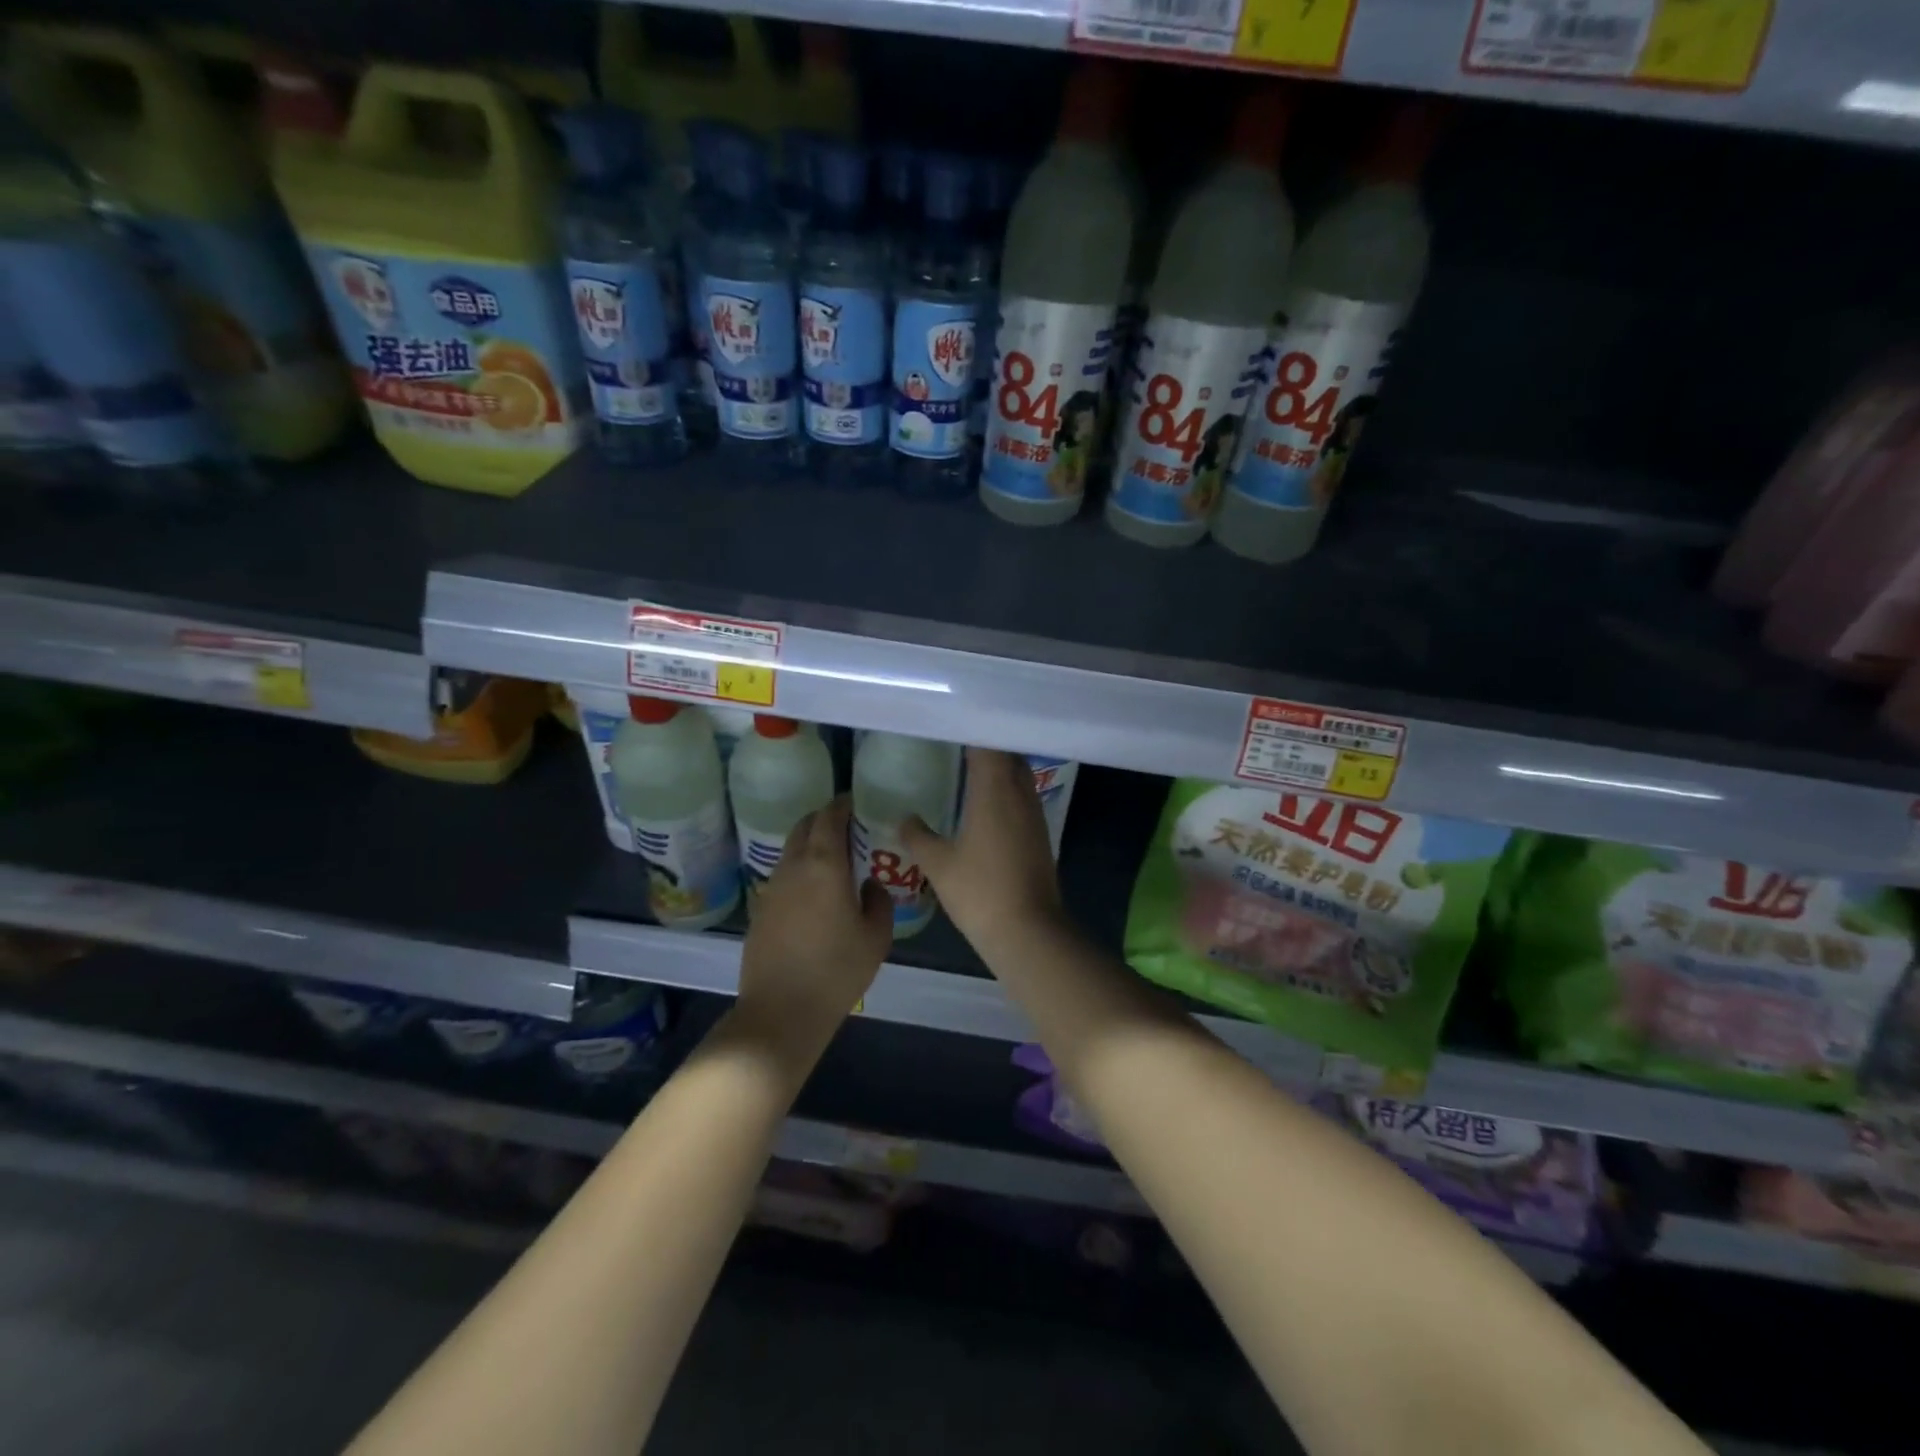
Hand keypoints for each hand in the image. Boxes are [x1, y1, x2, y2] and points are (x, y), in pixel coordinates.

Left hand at [736, 795, 891, 1063]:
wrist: (781, 1011)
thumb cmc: (836, 971)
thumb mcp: (876, 937)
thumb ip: (879, 901)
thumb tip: (869, 884)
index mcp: (823, 864)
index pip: (829, 817)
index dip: (843, 804)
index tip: (858, 802)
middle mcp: (793, 867)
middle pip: (804, 826)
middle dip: (824, 819)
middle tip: (849, 827)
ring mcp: (772, 887)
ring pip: (791, 850)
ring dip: (810, 844)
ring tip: (835, 859)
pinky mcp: (760, 908)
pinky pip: (783, 874)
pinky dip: (799, 869)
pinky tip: (815, 891)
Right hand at [901, 748, 1064, 949]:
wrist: (1029, 931)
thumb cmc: (980, 892)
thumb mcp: (938, 864)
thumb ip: (918, 836)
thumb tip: (904, 818)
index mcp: (995, 790)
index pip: (988, 743)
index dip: (970, 729)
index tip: (949, 725)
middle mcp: (1020, 793)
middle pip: (1008, 754)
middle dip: (986, 745)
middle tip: (956, 745)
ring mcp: (1034, 814)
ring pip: (1019, 775)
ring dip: (999, 768)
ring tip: (969, 770)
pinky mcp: (1040, 834)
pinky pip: (1023, 797)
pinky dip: (1006, 791)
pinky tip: (986, 805)